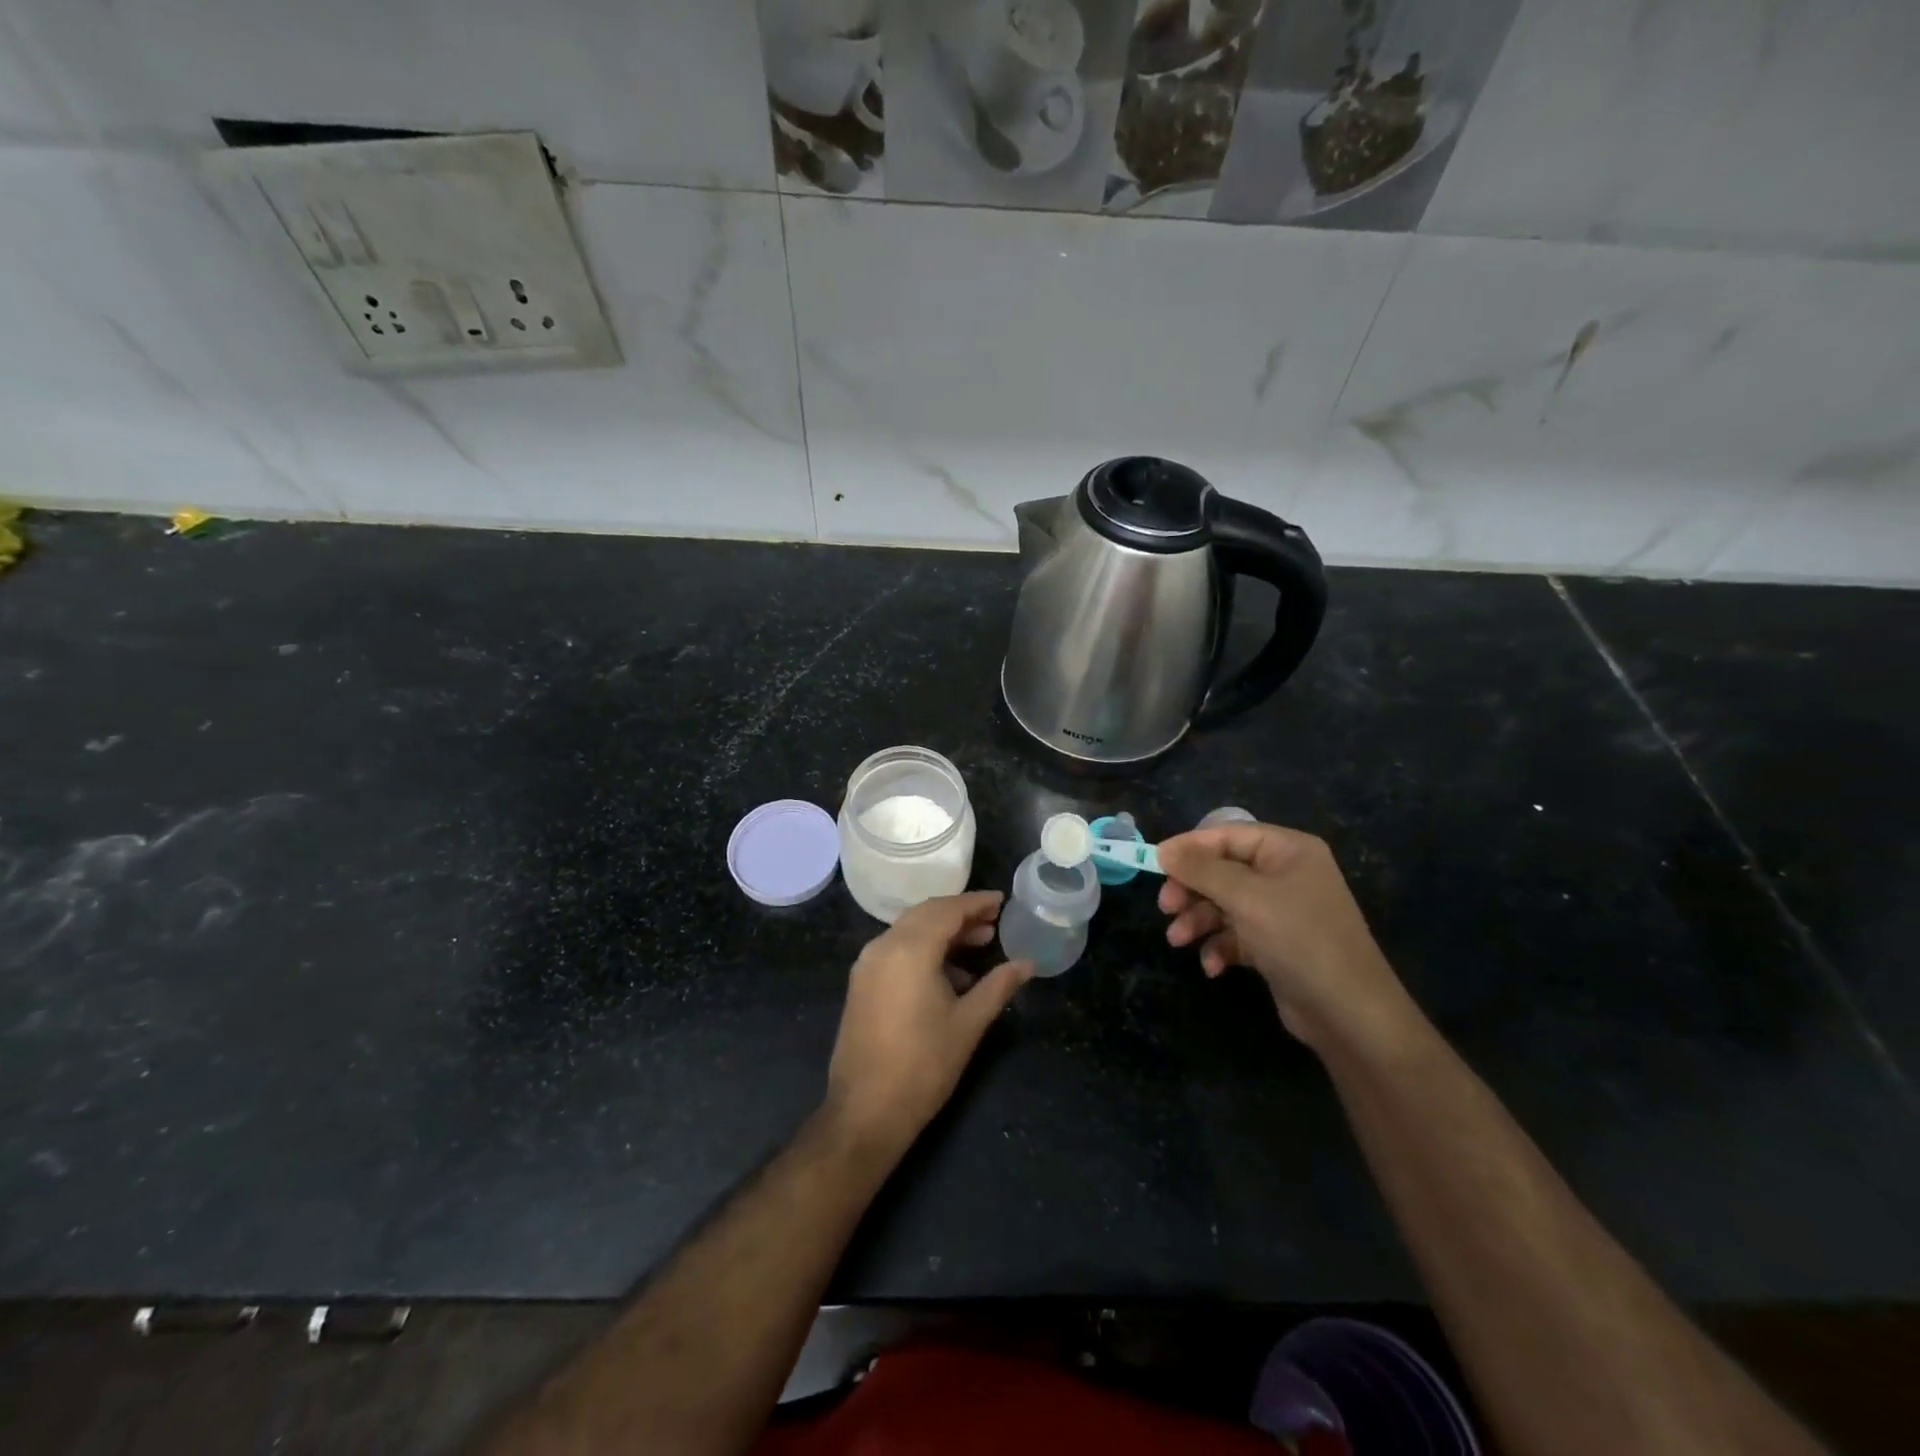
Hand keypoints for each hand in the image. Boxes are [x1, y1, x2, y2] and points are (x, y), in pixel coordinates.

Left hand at [825, 891, 1032, 1158]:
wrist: (865, 1112)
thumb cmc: (924, 1066)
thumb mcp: (969, 1023)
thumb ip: (998, 986)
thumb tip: (1027, 963)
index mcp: (909, 949)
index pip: (947, 910)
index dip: (976, 903)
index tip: (1001, 901)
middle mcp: (883, 947)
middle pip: (926, 915)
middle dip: (960, 915)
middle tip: (993, 922)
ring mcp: (867, 965)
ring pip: (909, 931)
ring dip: (942, 933)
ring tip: (978, 946)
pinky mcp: (862, 984)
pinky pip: (896, 950)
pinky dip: (923, 950)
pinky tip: (950, 975)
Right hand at [1157, 823, 1408, 1047]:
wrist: (1349, 1014)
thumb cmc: (1299, 940)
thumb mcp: (1246, 897)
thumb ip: (1201, 869)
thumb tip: (1162, 849)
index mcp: (1287, 850)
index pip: (1227, 835)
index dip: (1189, 847)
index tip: (1154, 864)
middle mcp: (1285, 875)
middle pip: (1221, 870)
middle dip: (1191, 890)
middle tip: (1165, 908)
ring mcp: (1281, 911)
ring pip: (1223, 904)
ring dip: (1198, 921)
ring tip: (1178, 941)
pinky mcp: (1275, 945)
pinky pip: (1236, 934)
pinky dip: (1219, 947)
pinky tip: (1213, 966)